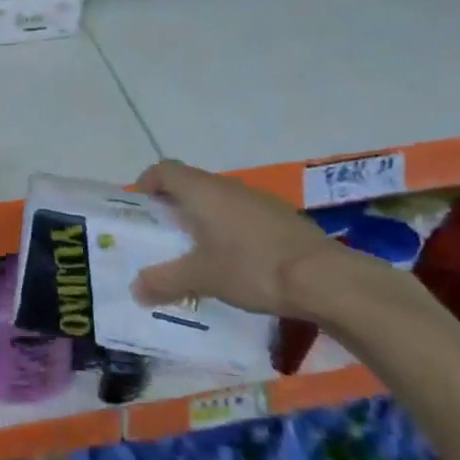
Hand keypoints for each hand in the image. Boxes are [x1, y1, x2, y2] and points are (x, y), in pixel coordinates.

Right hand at [129, 160, 351, 318]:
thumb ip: (165, 280)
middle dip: (174, 206)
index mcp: (202, 191)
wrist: (325, 278)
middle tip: (165, 235)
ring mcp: (258, 200)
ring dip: (205, 219)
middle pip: (191, 184)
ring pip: (219, 200)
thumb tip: (134, 289)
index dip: (148, 183)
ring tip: (199, 252)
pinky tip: (237, 261)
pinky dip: (231, 230)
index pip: (164, 170)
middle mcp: (228, 186)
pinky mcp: (282, 218)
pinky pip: (243, 216)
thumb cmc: (251, 267)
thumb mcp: (201, 278)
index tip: (141, 208)